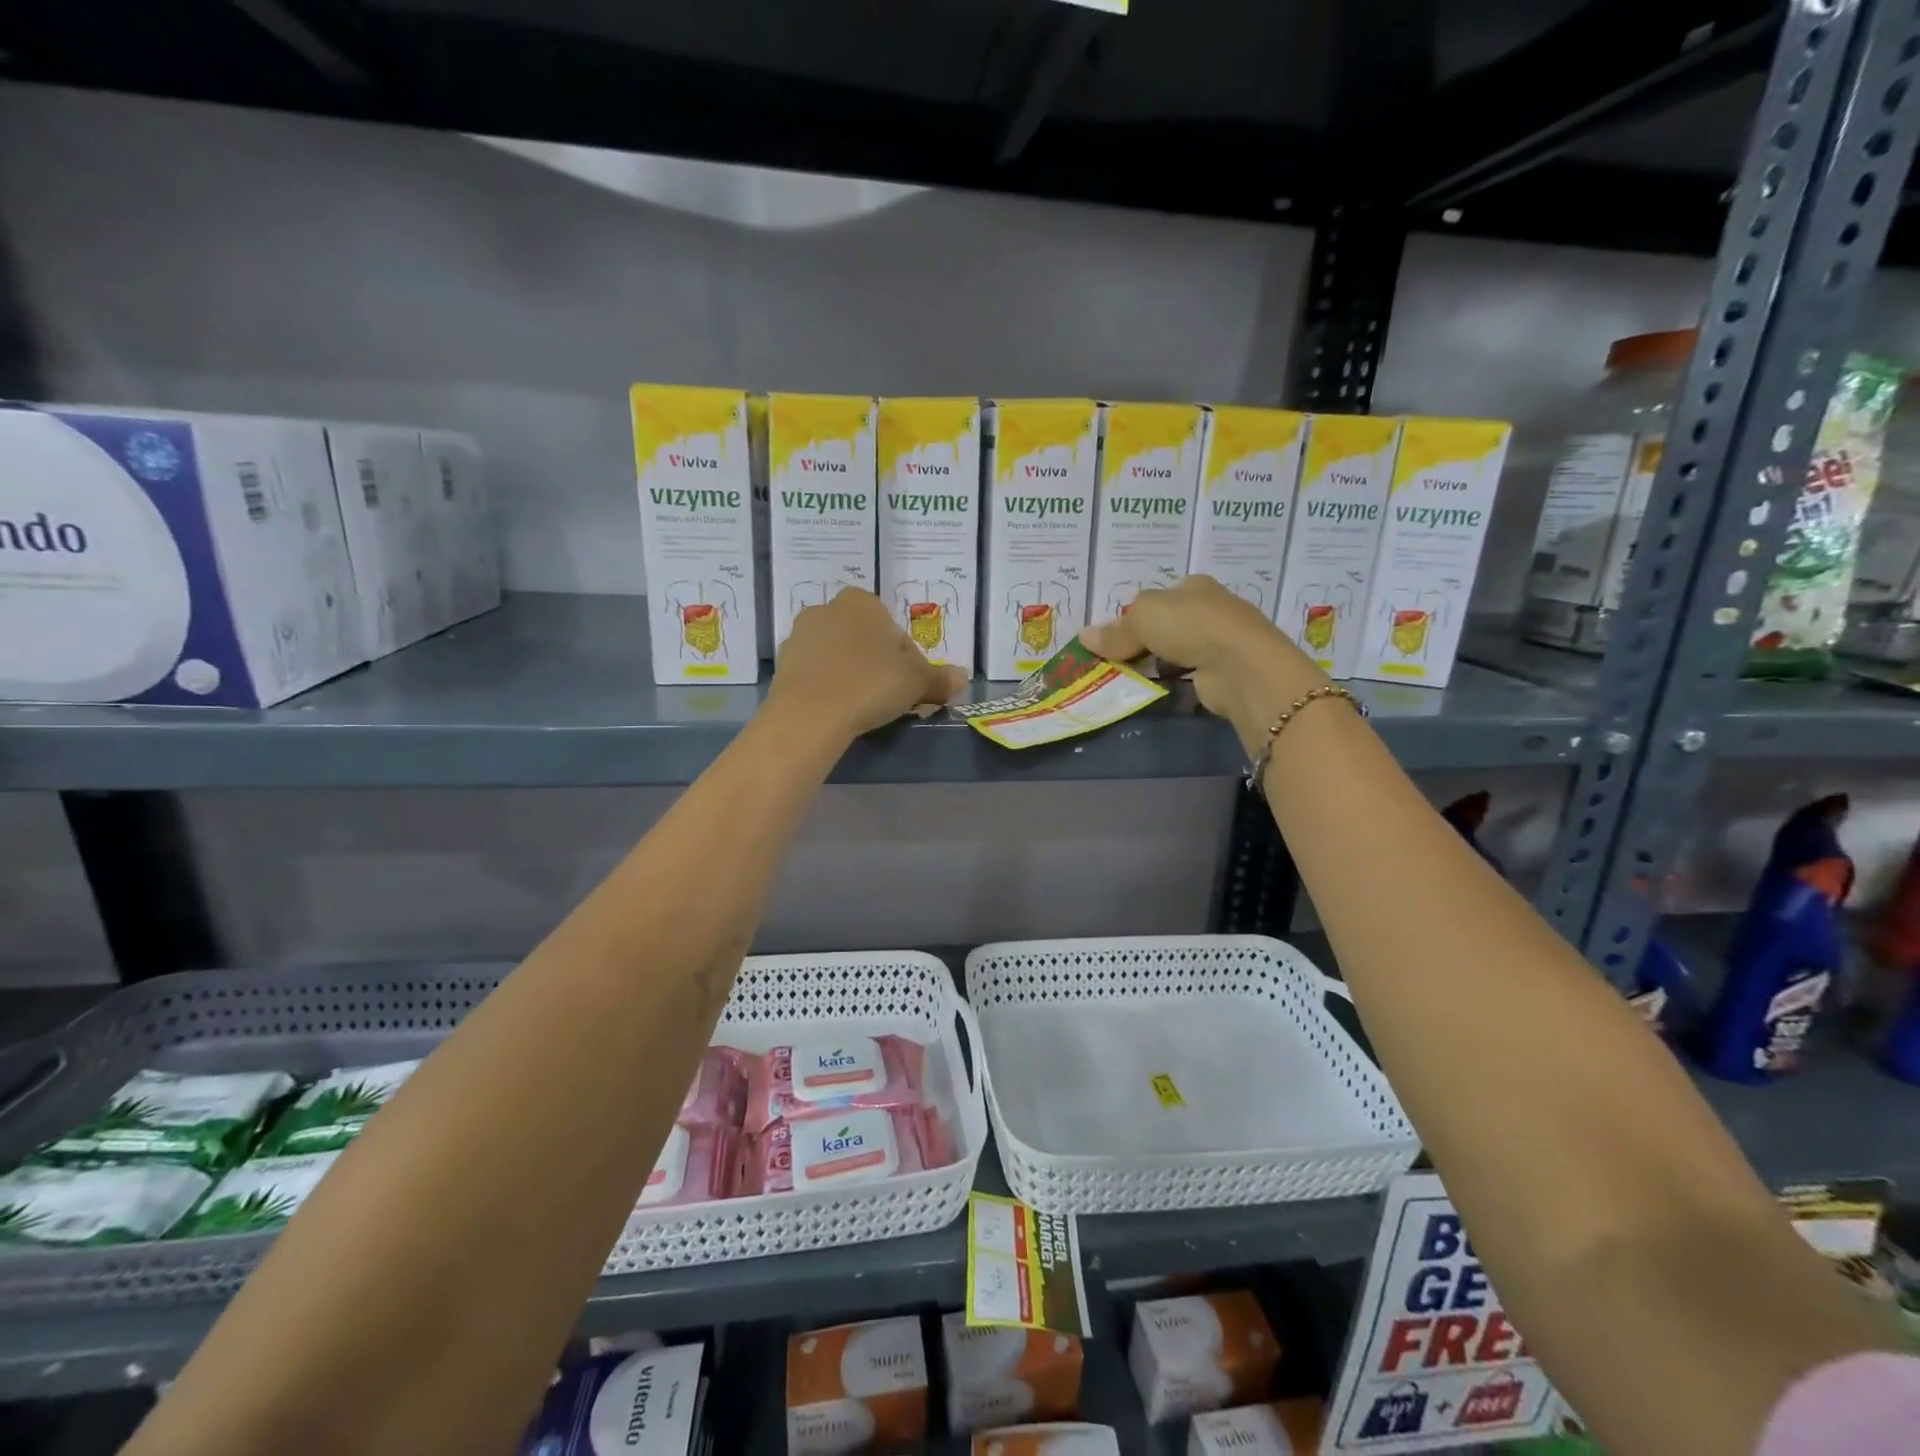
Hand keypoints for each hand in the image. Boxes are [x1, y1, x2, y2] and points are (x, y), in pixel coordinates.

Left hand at [769, 588, 967, 740]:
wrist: (810, 713)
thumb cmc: (870, 684)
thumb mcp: (916, 682)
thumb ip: (940, 678)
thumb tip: (963, 677)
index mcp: (862, 601)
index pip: (895, 631)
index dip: (909, 660)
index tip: (913, 686)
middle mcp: (828, 608)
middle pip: (865, 640)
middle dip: (878, 664)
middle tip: (891, 697)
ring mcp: (800, 636)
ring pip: (839, 655)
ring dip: (853, 674)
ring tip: (864, 707)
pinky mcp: (782, 664)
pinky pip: (816, 673)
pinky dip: (829, 686)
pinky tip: (838, 709)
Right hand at [1080, 575, 1327, 742]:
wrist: (1239, 666)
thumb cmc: (1190, 626)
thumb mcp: (1142, 619)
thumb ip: (1114, 630)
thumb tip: (1084, 637)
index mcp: (1194, 586)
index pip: (1159, 597)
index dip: (1135, 614)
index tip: (1113, 636)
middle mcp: (1210, 609)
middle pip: (1167, 624)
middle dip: (1144, 640)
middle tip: (1114, 658)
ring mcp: (1220, 642)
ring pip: (1177, 650)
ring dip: (1156, 662)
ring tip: (1127, 676)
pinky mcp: (1222, 672)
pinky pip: (1187, 674)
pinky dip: (1171, 680)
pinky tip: (1154, 688)